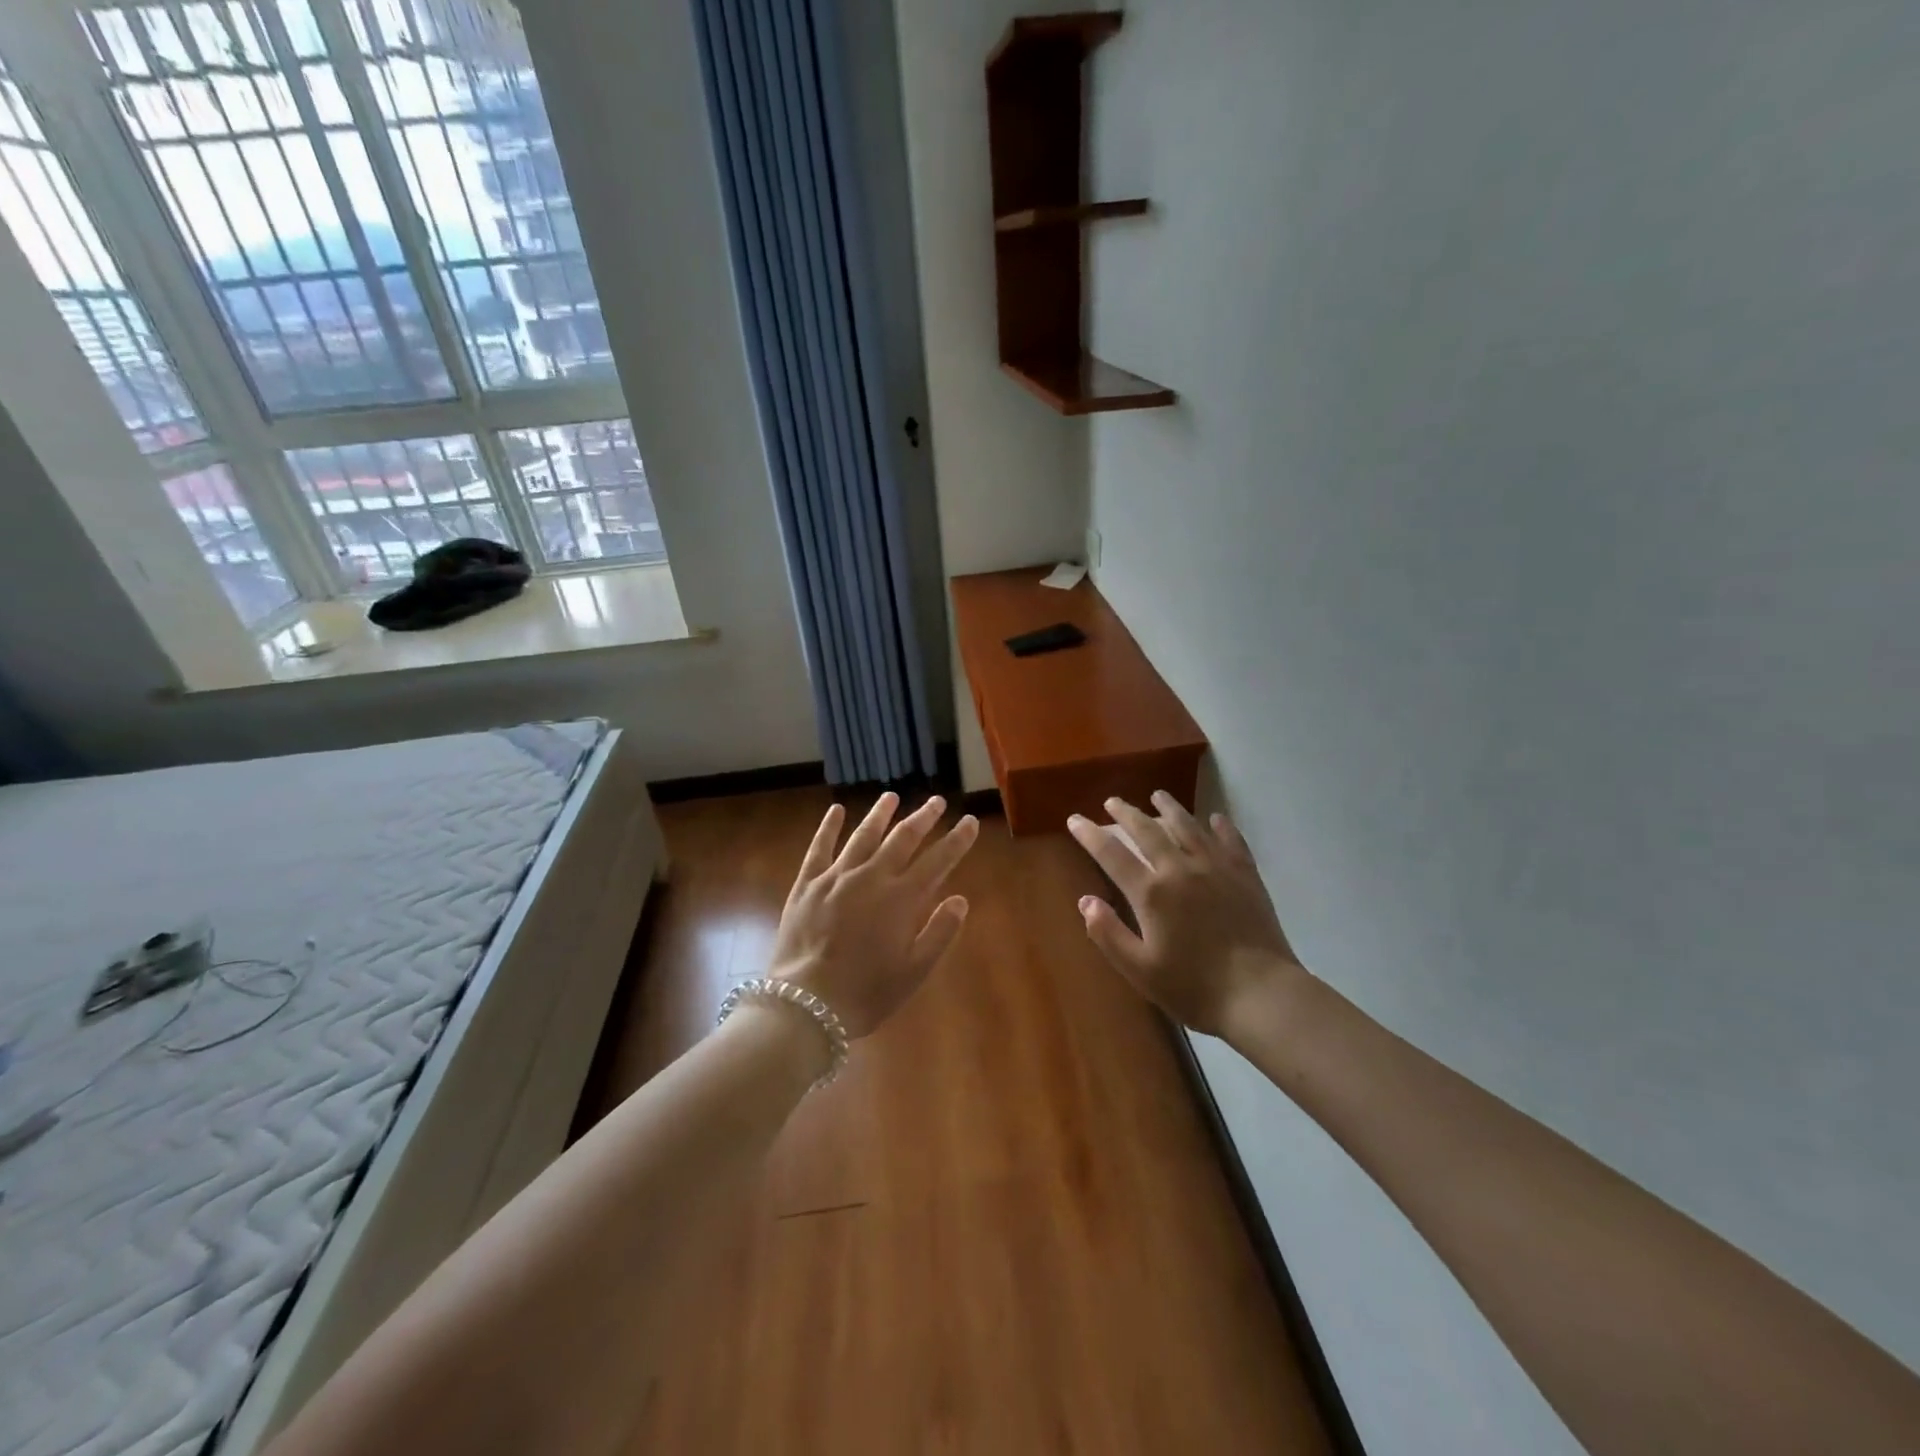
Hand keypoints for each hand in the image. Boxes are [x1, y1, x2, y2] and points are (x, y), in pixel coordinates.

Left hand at [770, 792, 978, 1038]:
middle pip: (903, 838)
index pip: (938, 861)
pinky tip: (836, 810)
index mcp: (901, 899)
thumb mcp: (914, 971)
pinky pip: (819, 847)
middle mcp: (872, 877)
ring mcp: (836, 877)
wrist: (807, 1002)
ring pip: (863, 835)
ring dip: (880, 814)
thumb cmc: (866, 992)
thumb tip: (960, 899)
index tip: (969, 820)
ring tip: (892, 797)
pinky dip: (829, 827)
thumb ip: (939, 932)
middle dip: (923, 817)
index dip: (957, 840)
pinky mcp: (807, 884)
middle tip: (936, 801)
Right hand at [1067, 793, 1305, 1039]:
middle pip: (1148, 831)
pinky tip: (1215, 818)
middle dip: (1126, 813)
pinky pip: (1230, 840)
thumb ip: (1108, 934)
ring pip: (1188, 826)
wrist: (1261, 994)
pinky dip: (1220, 826)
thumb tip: (1085, 901)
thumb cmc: (1194, 988)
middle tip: (1112, 802)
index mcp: (1151, 893)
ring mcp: (1216, 868)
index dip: (1090, 835)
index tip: (1075, 819)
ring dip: (1170, 808)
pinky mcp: (1246, 874)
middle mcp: (1180, 869)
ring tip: (1158, 795)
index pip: (1111, 854)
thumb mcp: (1140, 970)